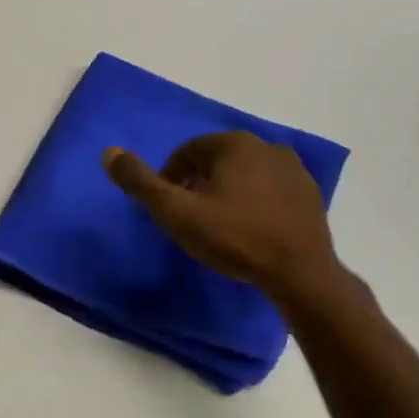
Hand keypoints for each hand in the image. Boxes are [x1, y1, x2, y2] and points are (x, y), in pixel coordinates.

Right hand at [103, 132, 339, 296]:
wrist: (300, 273)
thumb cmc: (234, 238)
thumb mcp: (177, 213)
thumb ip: (141, 182)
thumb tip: (109, 152)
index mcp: (234, 144)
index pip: (187, 151)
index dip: (170, 177)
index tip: (167, 207)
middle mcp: (267, 145)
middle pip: (217, 159)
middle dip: (198, 182)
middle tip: (190, 217)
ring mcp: (294, 169)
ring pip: (245, 173)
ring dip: (227, 190)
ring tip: (220, 225)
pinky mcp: (309, 194)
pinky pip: (271, 190)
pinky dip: (255, 201)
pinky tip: (252, 229)